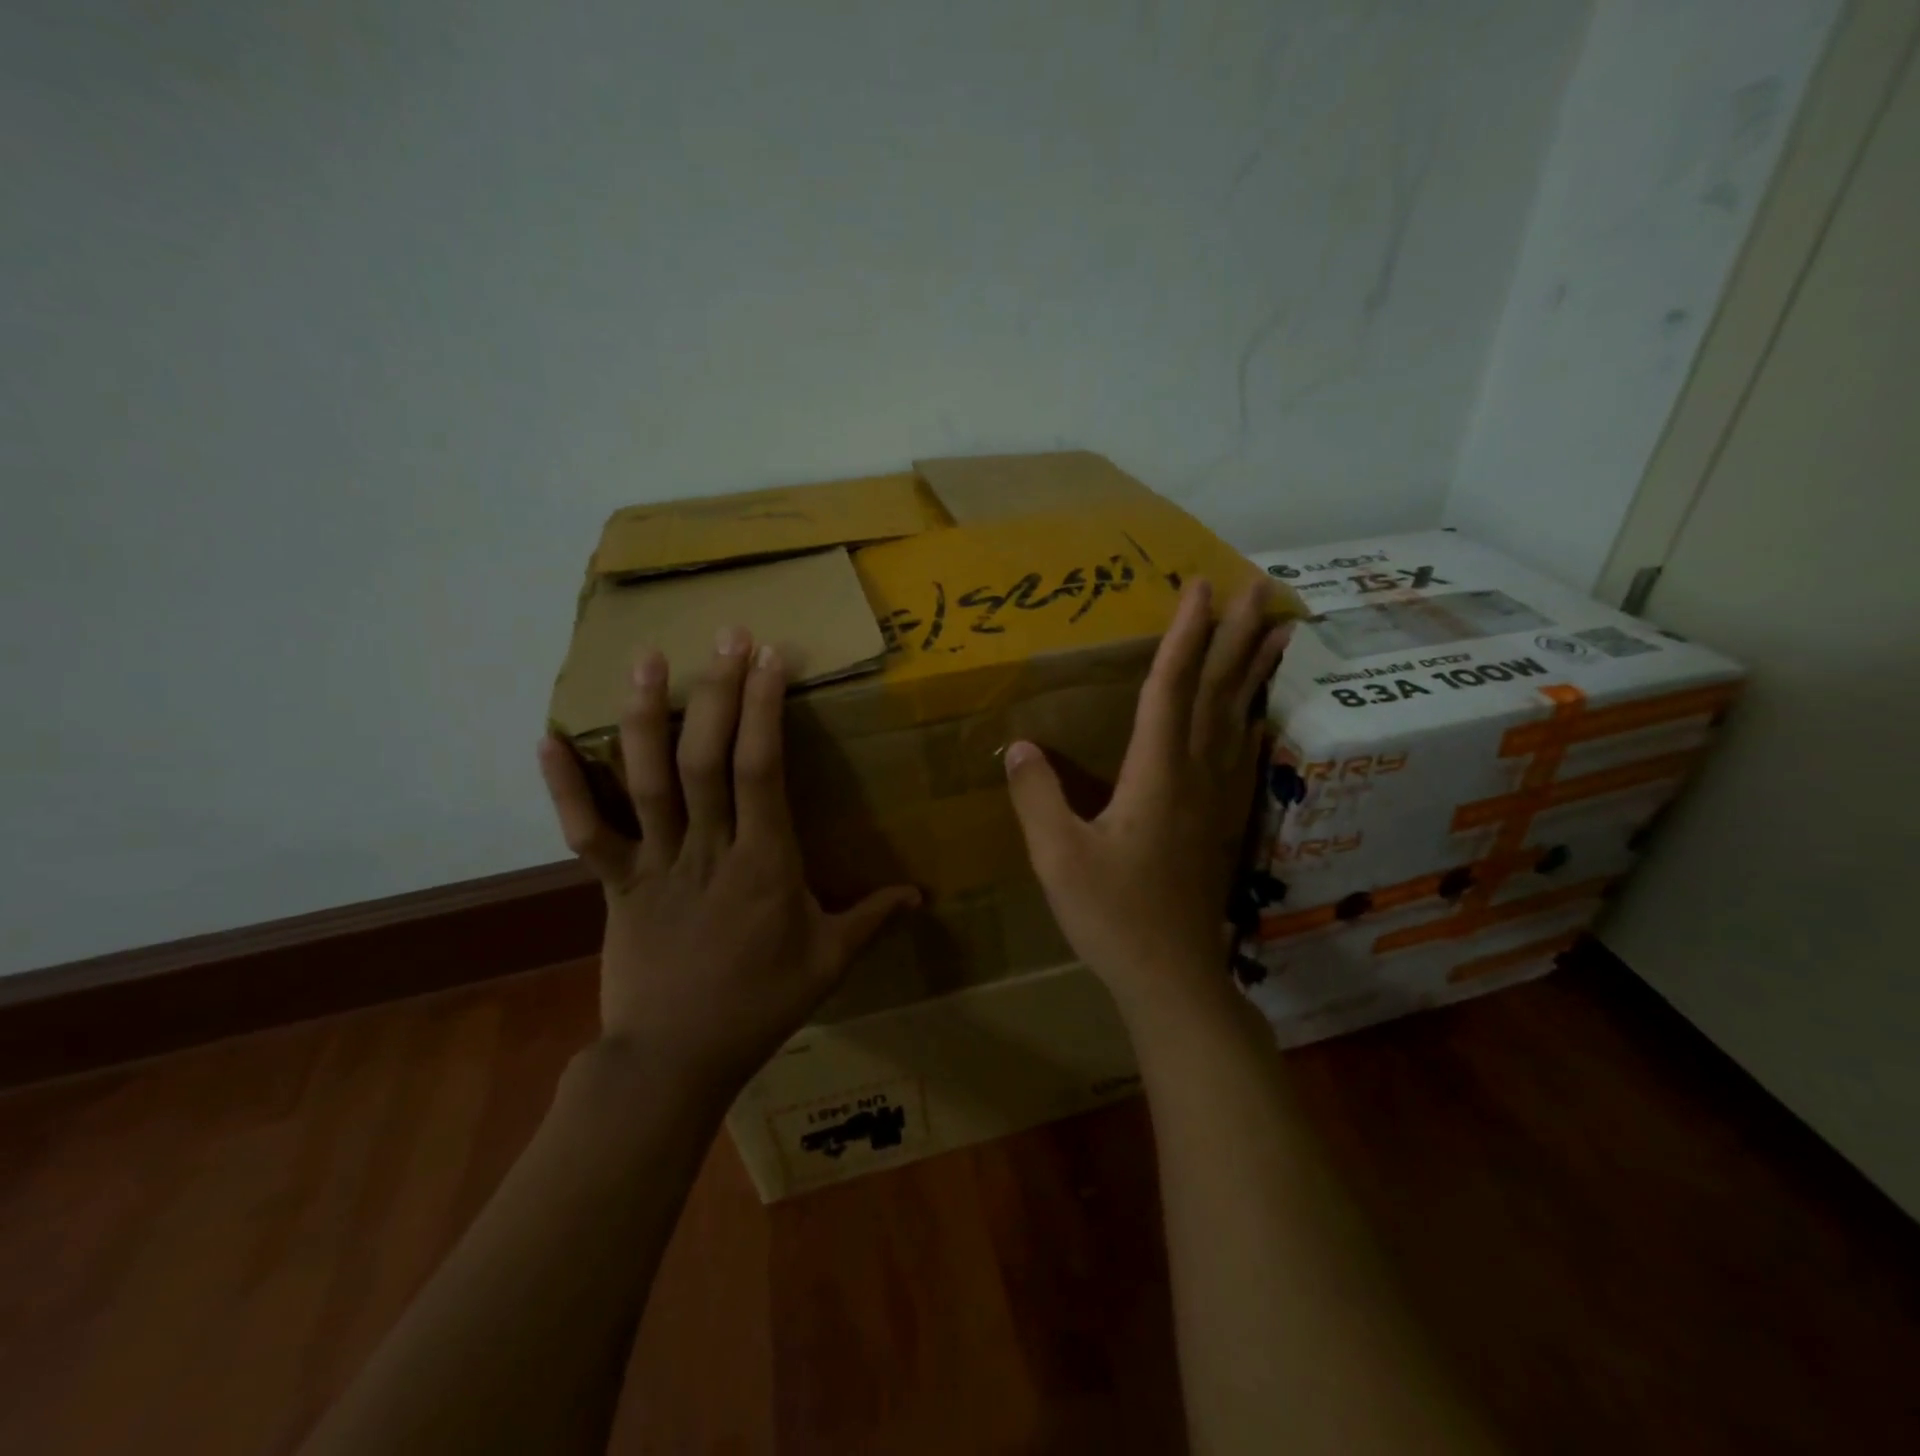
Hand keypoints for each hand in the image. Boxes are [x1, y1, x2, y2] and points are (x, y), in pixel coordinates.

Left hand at [538, 629, 920, 1093]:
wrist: (673, 1060)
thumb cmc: (758, 1007)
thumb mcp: (828, 964)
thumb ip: (872, 920)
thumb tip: (920, 895)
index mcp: (764, 862)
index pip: (764, 771)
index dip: (767, 710)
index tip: (773, 659)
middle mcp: (707, 848)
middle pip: (707, 758)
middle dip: (719, 691)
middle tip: (728, 635)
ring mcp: (655, 863)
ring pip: (647, 780)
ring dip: (645, 717)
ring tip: (648, 660)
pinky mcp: (615, 884)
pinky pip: (586, 831)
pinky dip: (564, 786)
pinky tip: (548, 737)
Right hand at [1004, 578, 1288, 1012]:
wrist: (1171, 976)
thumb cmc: (1112, 916)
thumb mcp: (1058, 857)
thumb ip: (1037, 798)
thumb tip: (1020, 747)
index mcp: (1156, 775)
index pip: (1170, 689)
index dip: (1184, 636)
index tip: (1199, 587)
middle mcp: (1194, 775)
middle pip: (1218, 694)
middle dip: (1236, 637)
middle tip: (1260, 588)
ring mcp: (1215, 799)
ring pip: (1239, 720)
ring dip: (1256, 672)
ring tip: (1279, 632)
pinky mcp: (1220, 822)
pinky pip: (1240, 753)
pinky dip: (1252, 719)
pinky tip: (1256, 713)